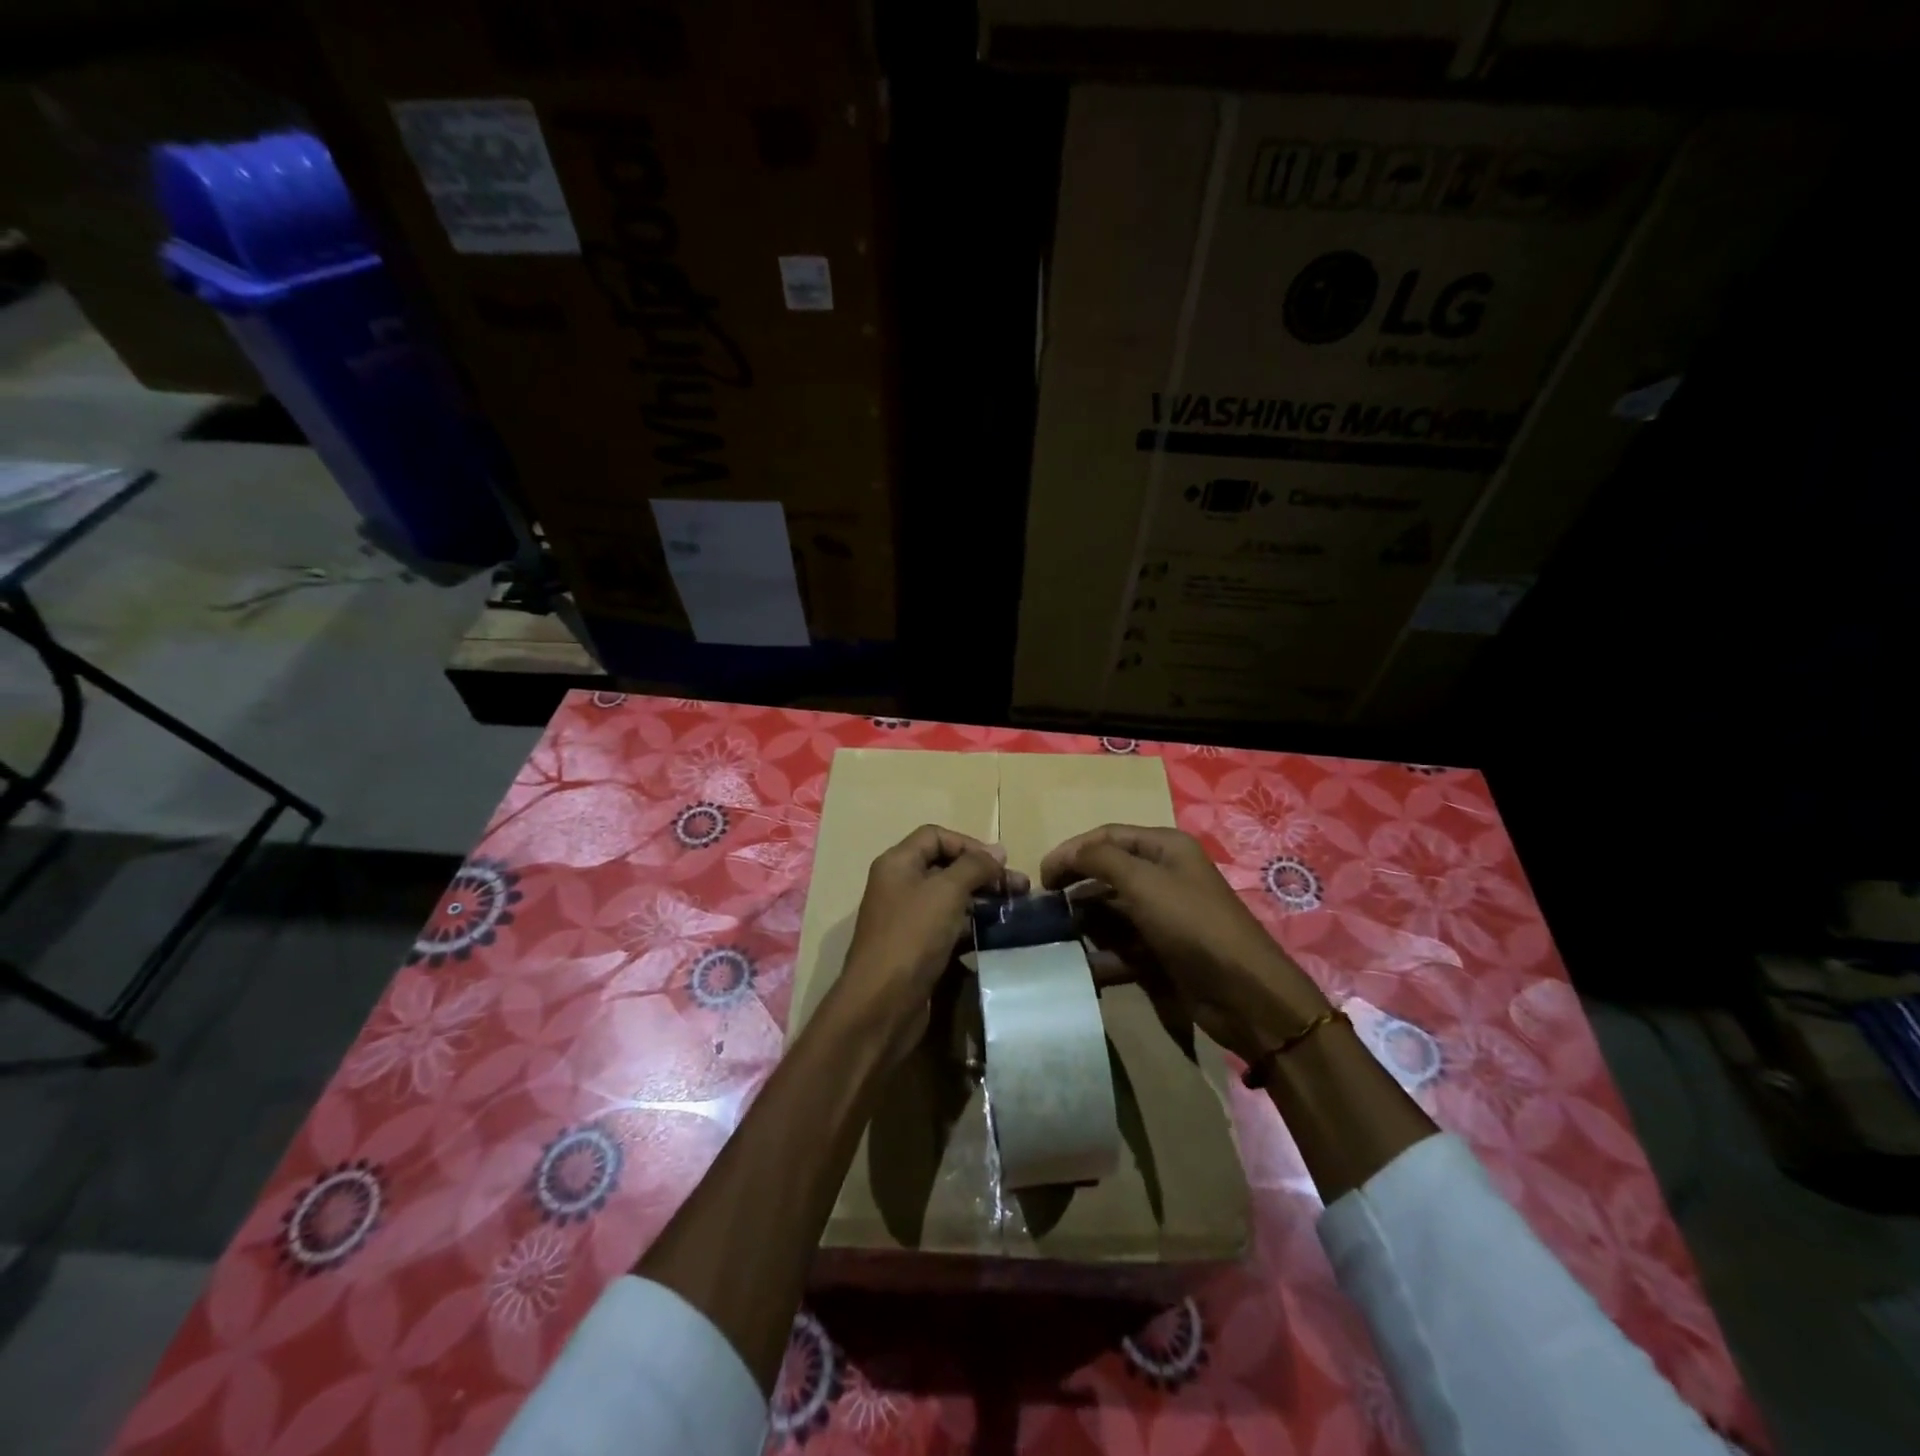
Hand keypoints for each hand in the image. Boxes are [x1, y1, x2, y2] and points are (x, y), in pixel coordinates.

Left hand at [836, 824, 1025, 1059]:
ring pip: (949, 898)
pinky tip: (994, 934)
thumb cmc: (912, 937)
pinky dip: (970, 926)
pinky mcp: (916, 949)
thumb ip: (974, 866)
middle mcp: (899, 885)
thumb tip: (998, 851)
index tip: (1000, 863)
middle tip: (1019, 888)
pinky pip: (947, 927)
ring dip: (980, 900)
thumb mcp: (947, 891)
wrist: (882, 1004)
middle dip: (982, 873)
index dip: (969, 844)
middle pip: (944, 867)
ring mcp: (906, 919)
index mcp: (897, 863)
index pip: (935, 836)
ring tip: (1013, 910)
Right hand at [1041, 824, 1327, 1063]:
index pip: (1107, 836)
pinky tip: (1082, 965)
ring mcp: (1165, 915)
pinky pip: (1123, 945)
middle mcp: (1165, 875)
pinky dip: (1102, 954)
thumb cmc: (1191, 924)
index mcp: (1165, 847)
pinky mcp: (1164, 950)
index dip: (1072, 850)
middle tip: (1045, 906)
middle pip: (1108, 872)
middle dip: (1076, 885)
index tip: (1041, 876)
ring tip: (1056, 936)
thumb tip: (1066, 853)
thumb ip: (1099, 859)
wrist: (1244, 992)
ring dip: (1085, 922)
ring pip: (1112, 911)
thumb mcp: (1143, 882)